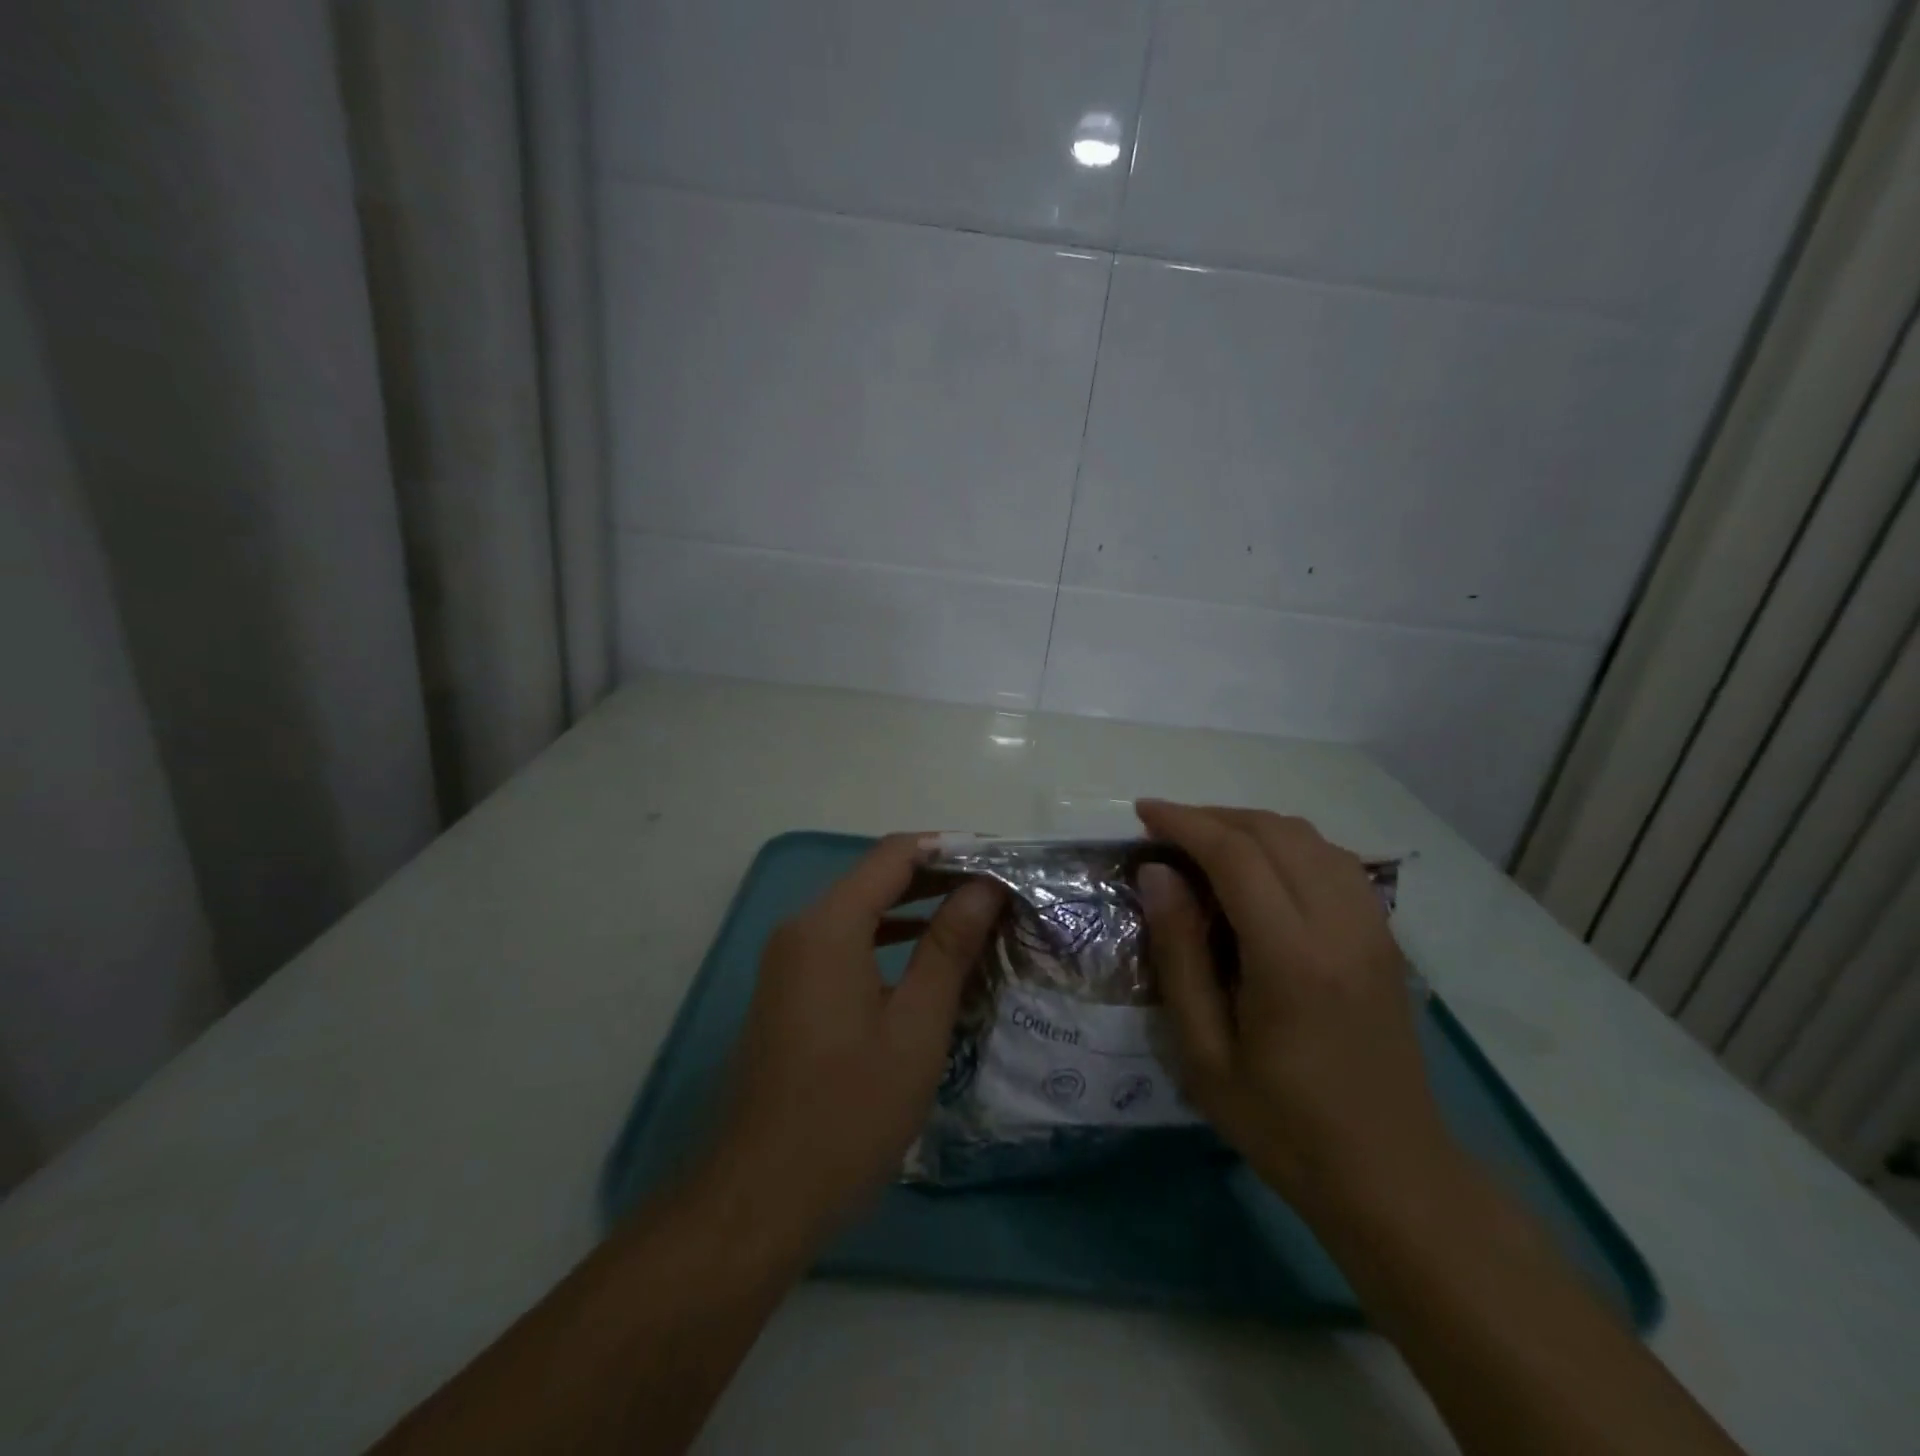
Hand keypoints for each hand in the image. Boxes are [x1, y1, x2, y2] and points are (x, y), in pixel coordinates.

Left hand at [711, 834, 1003, 1238]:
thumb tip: (984, 886)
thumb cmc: (849, 1111)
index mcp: (828, 926)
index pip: (894, 855)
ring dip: (915, 911)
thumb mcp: (915, 1026)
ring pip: (860, 913)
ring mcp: (789, 962)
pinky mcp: (790, 992)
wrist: (761, 1198)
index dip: (949, 849)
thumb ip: (949, 947)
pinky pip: (845, 945)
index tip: (1000, 861)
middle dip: (938, 879)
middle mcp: (801, 930)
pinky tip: (928, 963)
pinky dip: (888, 941)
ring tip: (975, 920)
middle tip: (998, 892)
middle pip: (875, 879)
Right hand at [1134, 801, 1455, 1214]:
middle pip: (1275, 832)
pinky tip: (1261, 868)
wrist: (1392, 1176)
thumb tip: (1157, 874)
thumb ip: (1179, 955)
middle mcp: (1341, 926)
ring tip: (1205, 842)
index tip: (1143, 813)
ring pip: (1310, 838)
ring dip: (1251, 825)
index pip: (1236, 855)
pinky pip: (1334, 861)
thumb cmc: (1283, 1124)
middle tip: (1165, 829)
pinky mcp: (1386, 938)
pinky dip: (1289, 844)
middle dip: (1213, 816)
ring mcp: (1373, 928)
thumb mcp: (1205, 1053)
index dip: (1185, 822)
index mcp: (1292, 958)